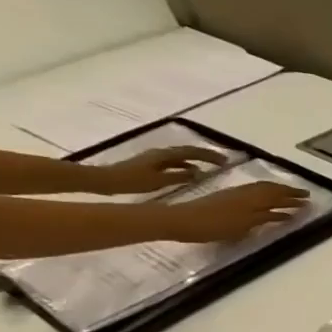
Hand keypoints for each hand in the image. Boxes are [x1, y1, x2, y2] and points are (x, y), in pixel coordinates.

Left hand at [85, 145, 225, 195]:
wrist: (105, 180)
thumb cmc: (132, 181)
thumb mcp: (159, 180)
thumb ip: (179, 176)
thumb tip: (198, 172)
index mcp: (164, 155)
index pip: (192, 152)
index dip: (209, 155)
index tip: (225, 161)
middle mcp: (161, 153)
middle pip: (187, 151)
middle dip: (205, 155)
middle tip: (222, 161)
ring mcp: (154, 158)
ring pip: (181, 155)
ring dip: (196, 158)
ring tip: (209, 166)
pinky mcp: (150, 164)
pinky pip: (174, 161)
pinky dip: (185, 164)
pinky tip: (189, 171)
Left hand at [162, 182, 309, 241]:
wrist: (181, 221)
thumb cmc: (212, 227)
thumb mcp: (243, 226)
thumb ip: (264, 218)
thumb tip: (283, 213)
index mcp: (251, 201)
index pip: (277, 197)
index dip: (293, 198)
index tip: (309, 200)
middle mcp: (245, 194)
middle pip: (271, 190)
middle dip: (289, 192)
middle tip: (305, 195)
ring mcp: (234, 195)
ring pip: (261, 189)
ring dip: (277, 191)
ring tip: (289, 195)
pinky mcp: (226, 198)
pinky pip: (252, 191)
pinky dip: (264, 193)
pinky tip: (265, 198)